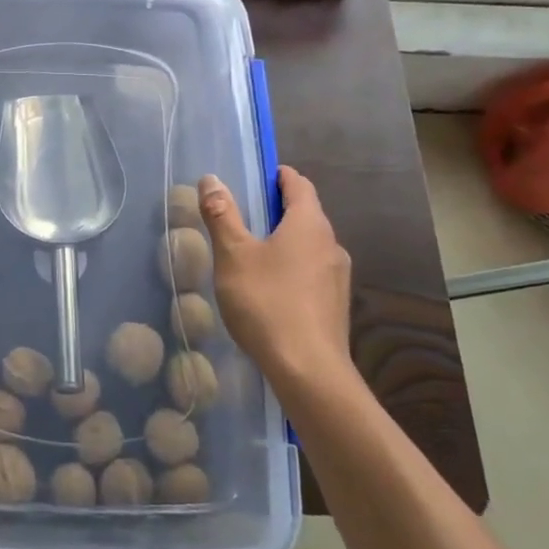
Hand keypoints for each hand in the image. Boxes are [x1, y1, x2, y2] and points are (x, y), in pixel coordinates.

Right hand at [200, 166, 353, 391]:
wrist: (309, 372)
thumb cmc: (267, 302)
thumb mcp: (233, 255)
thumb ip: (222, 215)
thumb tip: (211, 179)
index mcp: (309, 224)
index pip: (299, 185)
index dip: (279, 176)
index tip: (258, 177)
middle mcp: (331, 244)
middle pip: (307, 214)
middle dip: (279, 209)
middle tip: (246, 213)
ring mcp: (337, 277)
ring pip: (310, 245)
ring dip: (286, 240)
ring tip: (254, 252)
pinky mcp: (335, 305)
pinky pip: (312, 272)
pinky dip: (293, 267)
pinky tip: (270, 288)